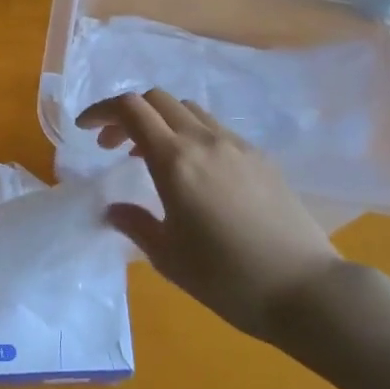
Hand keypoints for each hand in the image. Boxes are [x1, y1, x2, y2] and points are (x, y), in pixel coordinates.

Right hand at [78, 91, 344, 339]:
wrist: (305, 288)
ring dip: (161, 122)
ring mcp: (237, 145)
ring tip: (151, 158)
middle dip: (128, 114)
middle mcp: (205, 141)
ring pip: (189, 111)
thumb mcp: (169, 257)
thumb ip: (135, 224)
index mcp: (175, 161)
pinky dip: (191, 135)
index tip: (84, 130)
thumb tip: (114, 208)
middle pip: (158, 100)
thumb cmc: (227, 278)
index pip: (130, 110)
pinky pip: (215, 130)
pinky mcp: (261, 158)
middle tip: (112, 147)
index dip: (101, 111)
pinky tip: (194, 172)